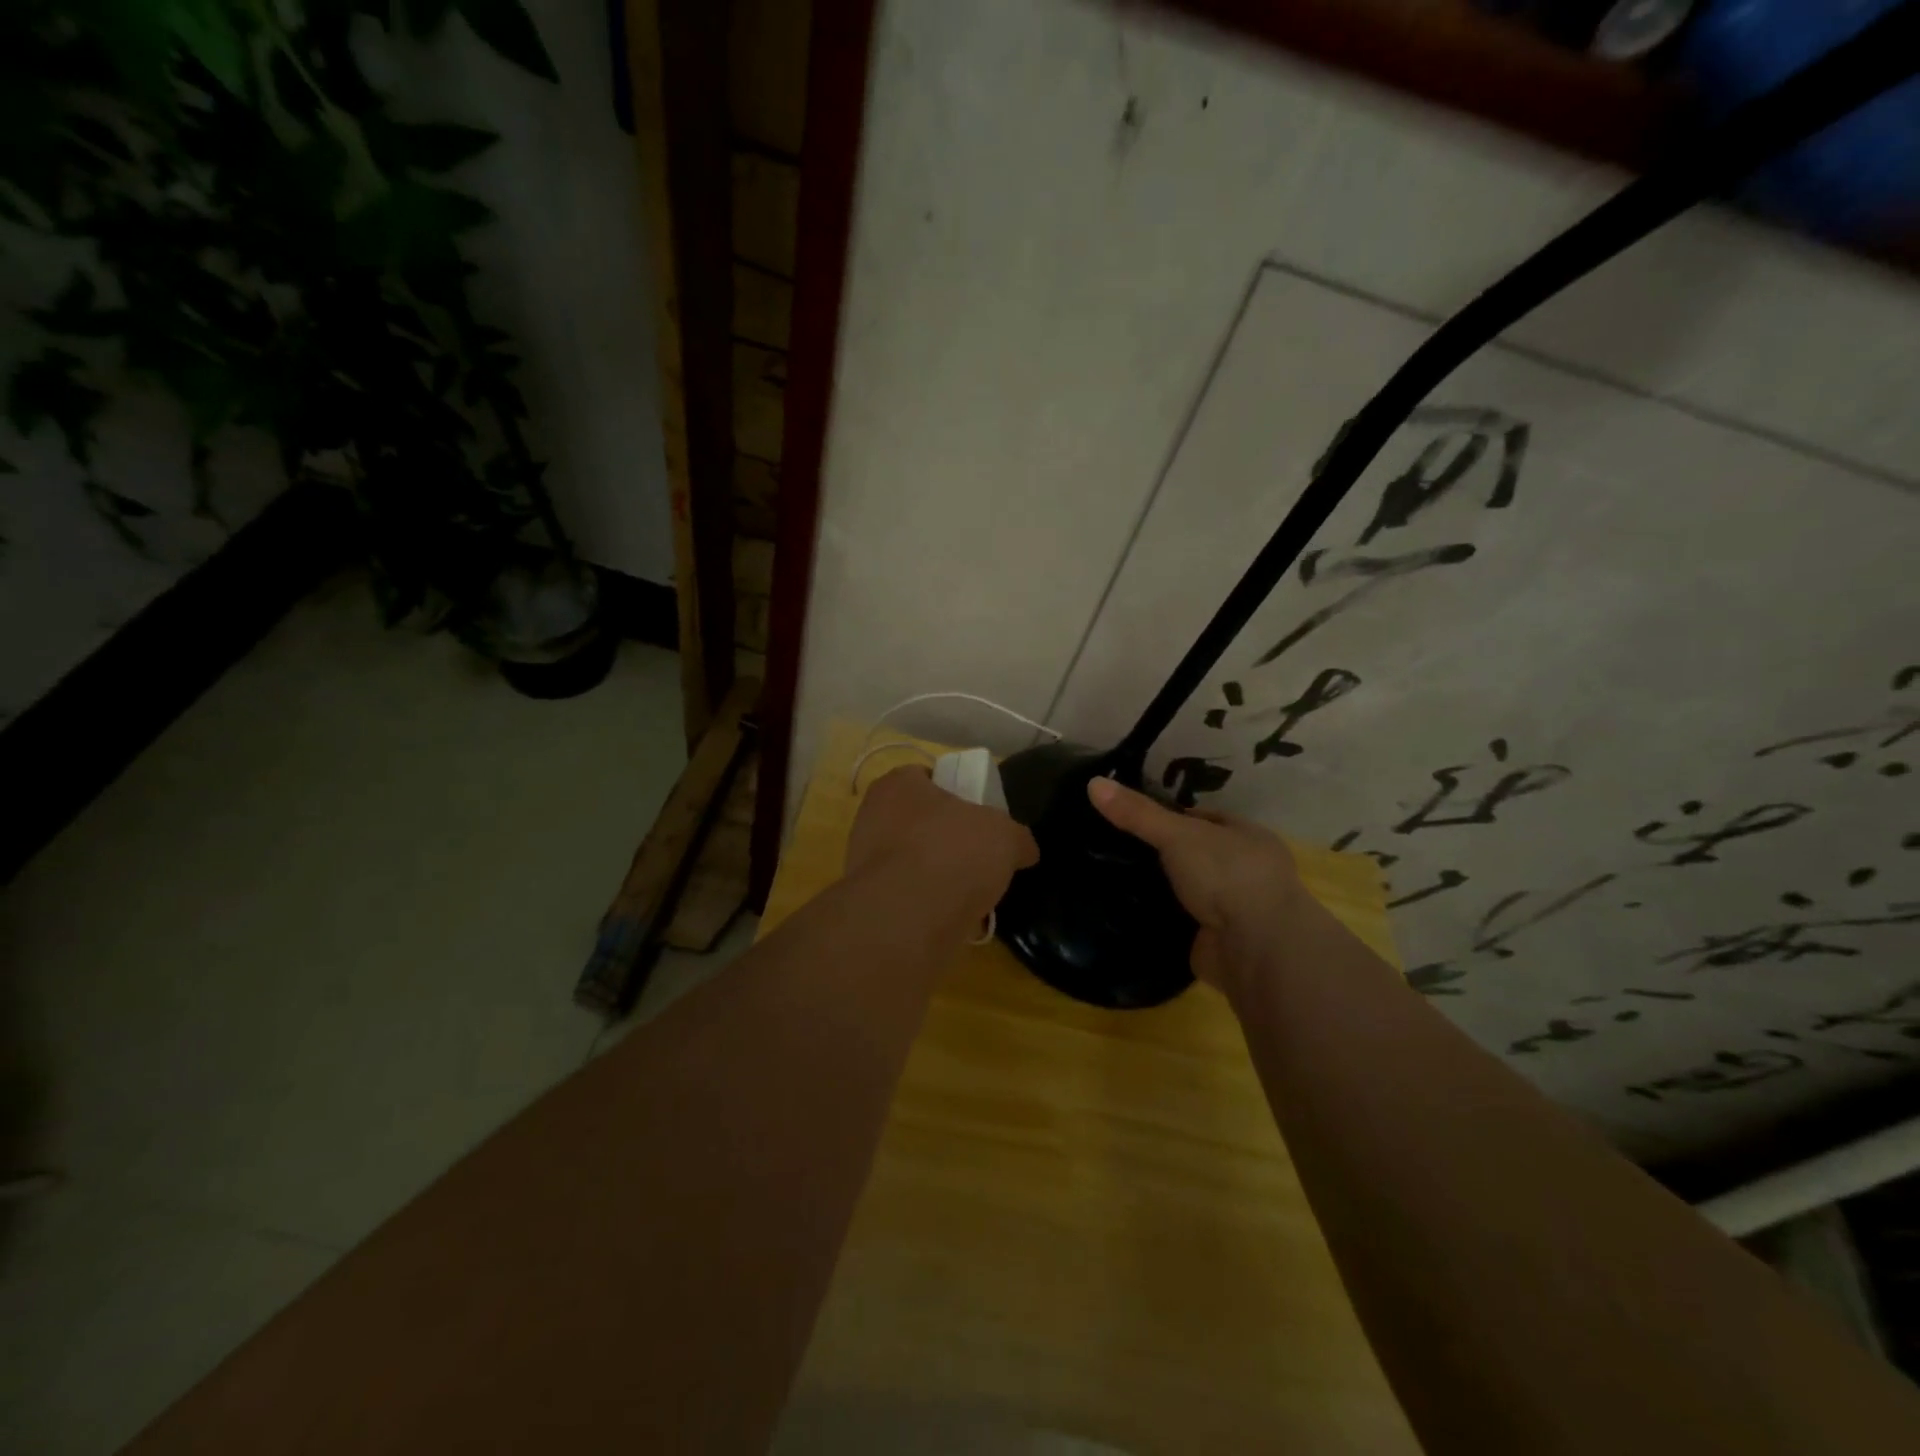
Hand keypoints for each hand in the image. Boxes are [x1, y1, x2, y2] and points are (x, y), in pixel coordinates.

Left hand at [847, 767, 1039, 934]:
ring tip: (970, 894)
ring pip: (910, 862)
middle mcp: (871, 816)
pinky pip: (905, 897)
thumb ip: (1016, 837)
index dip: (955, 793)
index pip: (925, 778)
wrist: (907, 918)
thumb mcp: (1005, 836)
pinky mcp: (866, 902)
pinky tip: (952, 918)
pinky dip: (927, 906)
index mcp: (898, 785)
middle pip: (917, 821)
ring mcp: (863, 861)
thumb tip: (1024, 850)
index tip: (978, 816)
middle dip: (945, 838)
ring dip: (937, 875)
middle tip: (978, 856)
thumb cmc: (953, 852)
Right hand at [1086, 778, 1303, 993]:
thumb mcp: (1177, 834)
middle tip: (1111, 847)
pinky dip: (1157, 919)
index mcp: (1246, 837)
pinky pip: (1178, 923)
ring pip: (1185, 891)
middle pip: (1192, 855)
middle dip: (1159, 854)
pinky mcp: (1214, 942)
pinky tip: (1125, 912)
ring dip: (1158, 889)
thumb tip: (1093, 782)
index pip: (1202, 818)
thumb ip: (1137, 813)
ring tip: (1109, 877)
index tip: (1129, 816)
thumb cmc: (1227, 876)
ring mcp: (1232, 910)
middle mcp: (1244, 872)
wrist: (1256, 950)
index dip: (1168, 815)